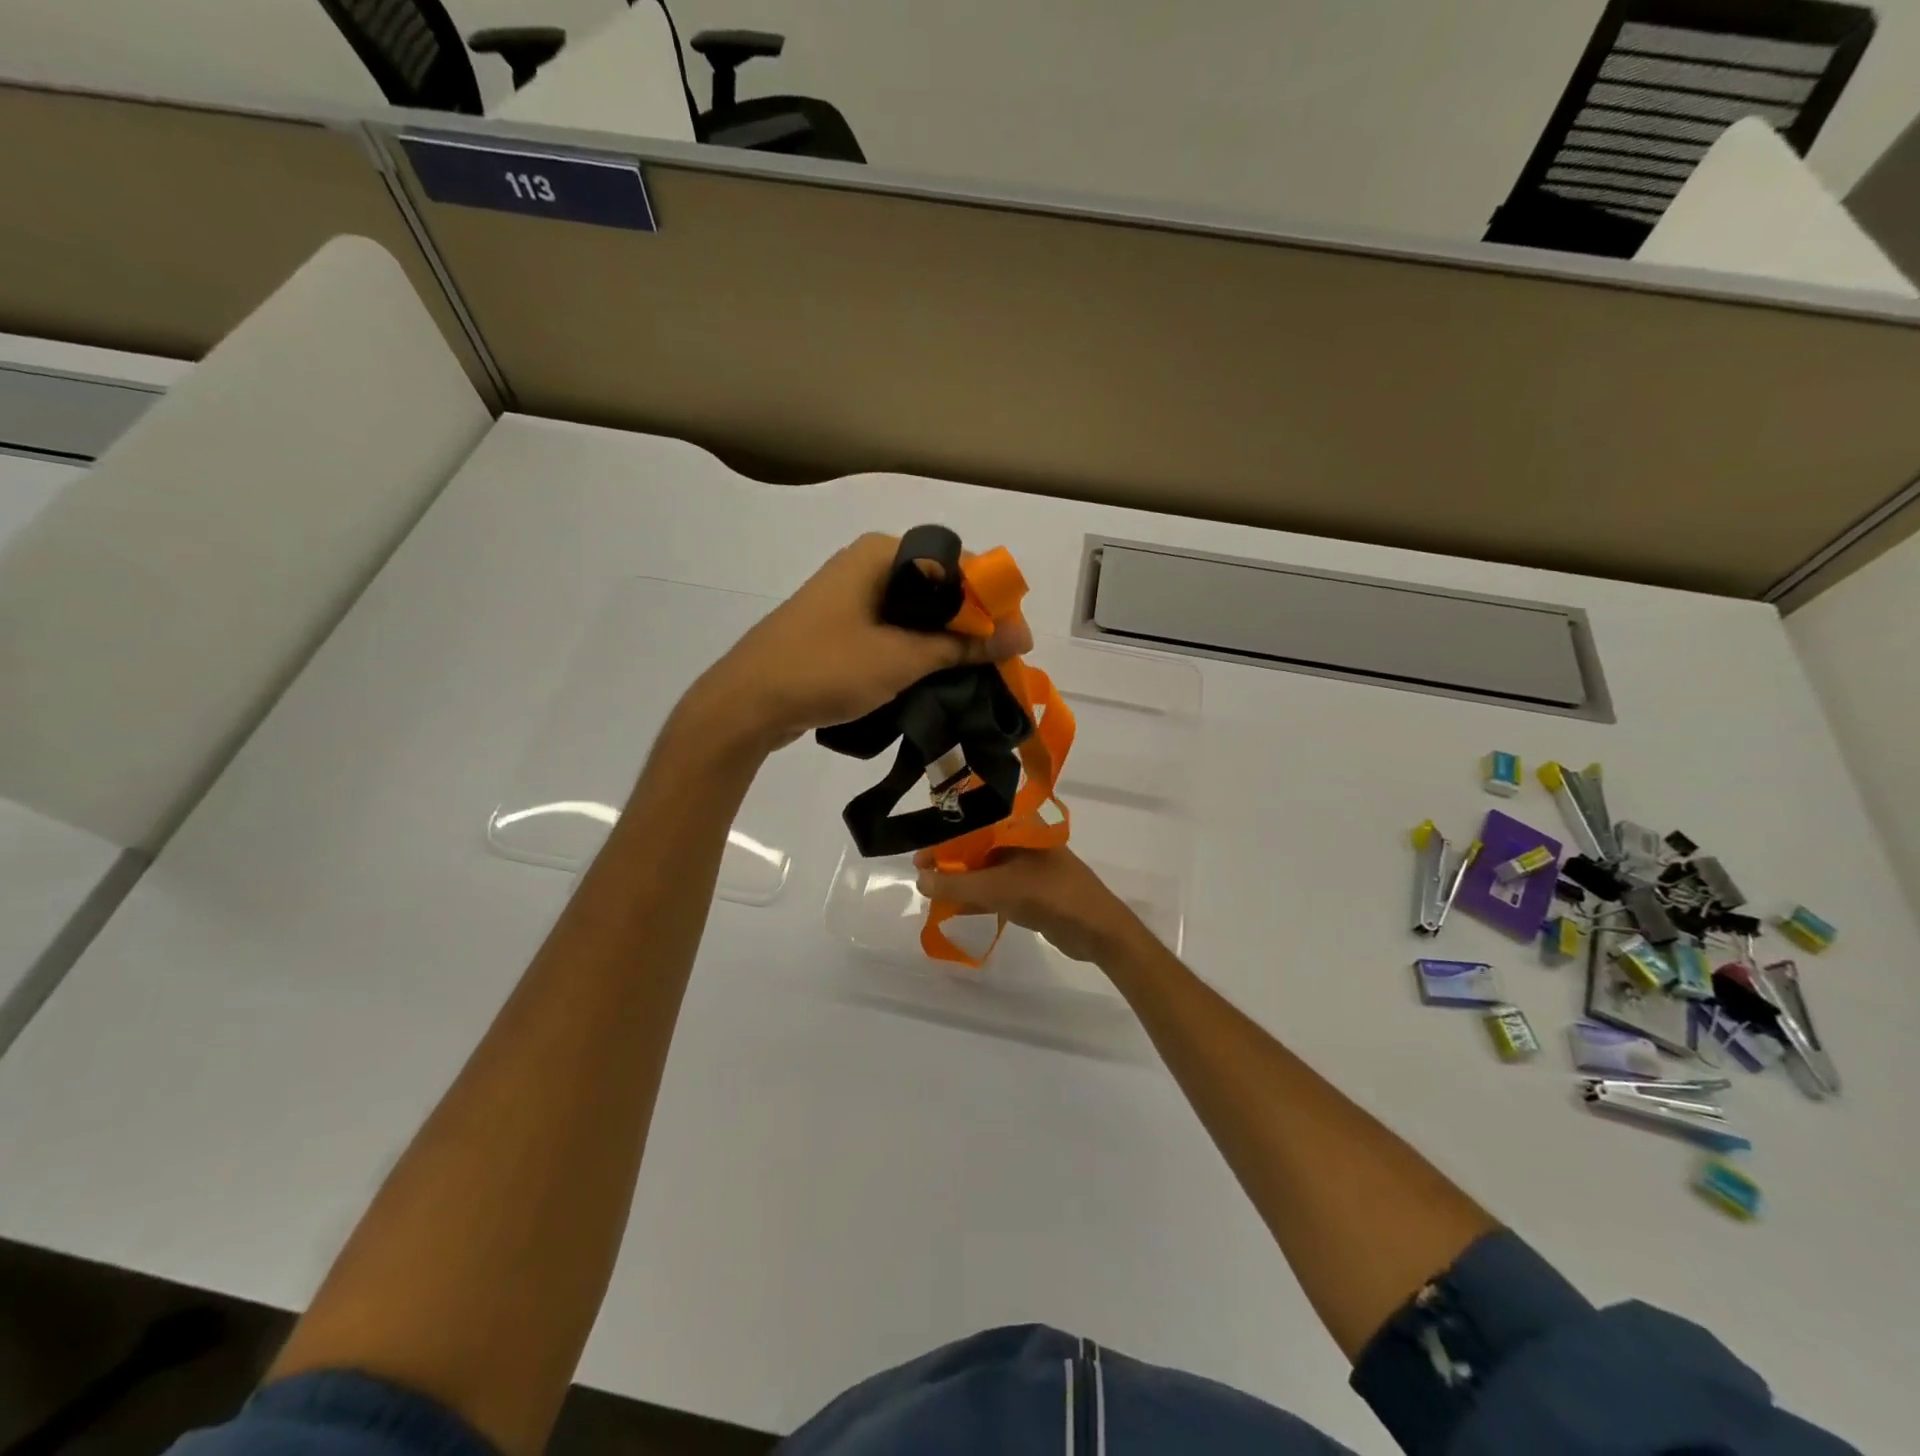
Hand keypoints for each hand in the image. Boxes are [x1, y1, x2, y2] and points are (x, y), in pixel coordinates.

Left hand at [686, 533, 1032, 752]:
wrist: (747, 703)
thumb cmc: (825, 668)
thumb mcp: (902, 659)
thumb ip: (963, 645)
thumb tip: (1021, 635)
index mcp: (879, 554)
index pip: (955, 562)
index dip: (990, 598)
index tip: (1013, 638)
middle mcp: (865, 565)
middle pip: (936, 587)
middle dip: (969, 622)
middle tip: (997, 661)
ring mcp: (849, 596)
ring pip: (914, 612)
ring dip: (944, 640)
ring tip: (973, 673)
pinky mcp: (839, 627)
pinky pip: (891, 630)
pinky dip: (916, 649)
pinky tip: (934, 676)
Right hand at [914, 847, 1143, 964]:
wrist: (1098, 930)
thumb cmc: (1050, 895)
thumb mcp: (997, 889)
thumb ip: (956, 885)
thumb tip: (920, 879)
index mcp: (1020, 827)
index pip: (974, 823)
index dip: (945, 837)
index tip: (920, 854)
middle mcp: (1024, 841)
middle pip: (979, 846)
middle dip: (950, 861)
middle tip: (923, 875)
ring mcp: (1030, 867)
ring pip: (987, 869)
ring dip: (963, 881)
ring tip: (933, 893)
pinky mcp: (1033, 891)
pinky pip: (998, 889)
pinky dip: (979, 897)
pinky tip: (956, 909)